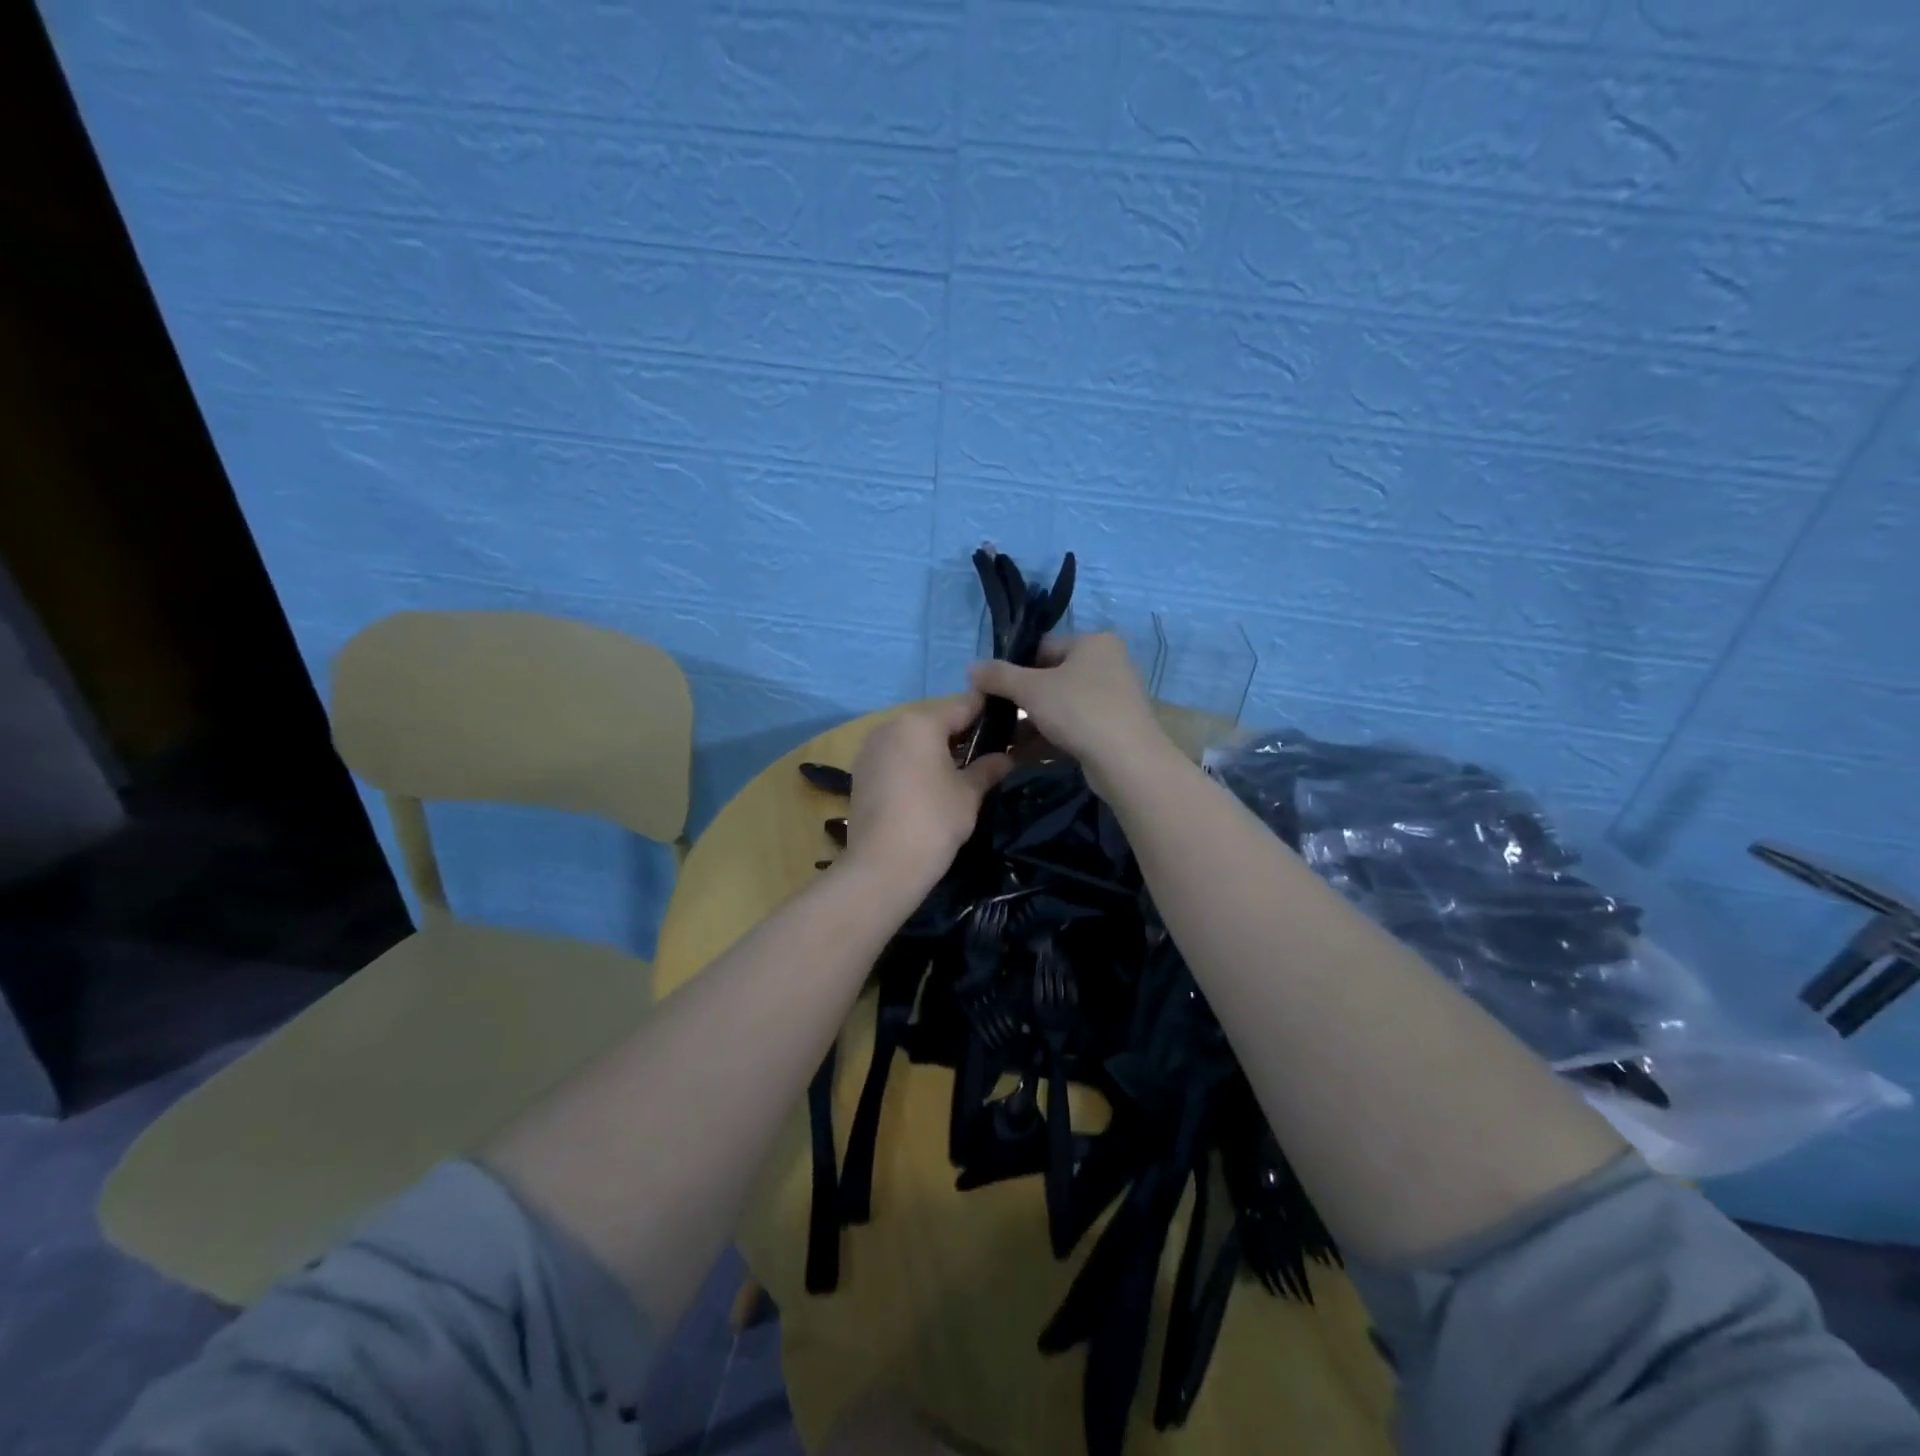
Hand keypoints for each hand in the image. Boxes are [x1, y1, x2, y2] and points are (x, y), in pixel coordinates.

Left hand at [842, 692, 1012, 899]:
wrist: (882, 865)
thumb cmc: (934, 821)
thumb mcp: (969, 793)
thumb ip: (987, 768)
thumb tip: (1006, 758)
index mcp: (920, 723)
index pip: (963, 705)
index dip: (987, 712)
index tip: (1007, 721)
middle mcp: (890, 726)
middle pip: (934, 721)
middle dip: (960, 733)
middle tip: (986, 752)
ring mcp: (870, 749)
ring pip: (912, 739)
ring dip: (935, 749)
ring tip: (959, 771)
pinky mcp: (860, 772)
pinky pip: (895, 757)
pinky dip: (913, 763)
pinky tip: (929, 786)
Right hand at [968, 633, 1168, 793]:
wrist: (1127, 761)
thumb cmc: (1079, 710)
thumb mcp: (1031, 690)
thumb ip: (998, 676)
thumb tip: (970, 668)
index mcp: (1093, 643)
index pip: (1043, 647)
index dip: (1013, 668)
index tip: (991, 690)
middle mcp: (1108, 664)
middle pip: (1052, 677)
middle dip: (1022, 700)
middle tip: (996, 717)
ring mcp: (1114, 697)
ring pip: (1062, 705)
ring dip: (1032, 722)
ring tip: (1004, 739)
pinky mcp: (1115, 728)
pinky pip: (1074, 726)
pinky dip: (1050, 737)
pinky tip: (1023, 754)